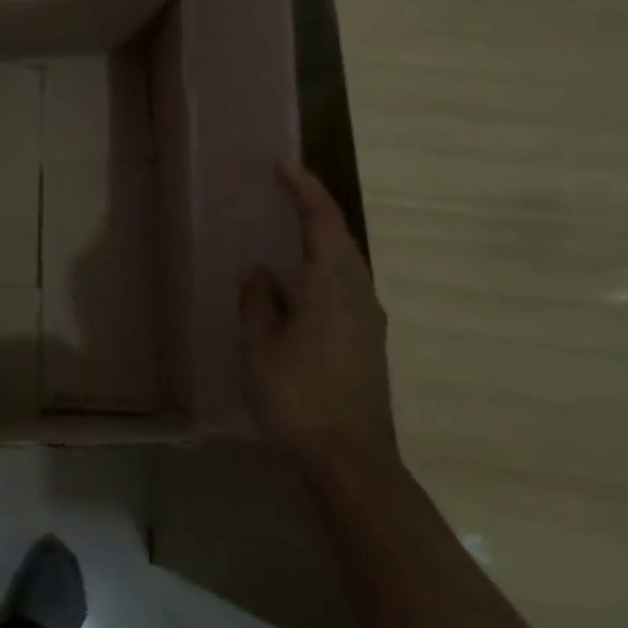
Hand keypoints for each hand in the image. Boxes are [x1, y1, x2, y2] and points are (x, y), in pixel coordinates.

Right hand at [242, 163, 399, 472]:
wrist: (351, 460)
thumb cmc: (298, 395)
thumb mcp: (260, 345)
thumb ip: (258, 301)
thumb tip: (259, 273)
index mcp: (332, 286)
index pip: (322, 222)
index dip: (305, 190)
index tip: (283, 167)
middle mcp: (358, 294)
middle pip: (341, 238)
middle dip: (315, 211)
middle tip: (283, 193)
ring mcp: (369, 320)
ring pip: (348, 264)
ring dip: (322, 240)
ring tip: (289, 233)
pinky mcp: (369, 342)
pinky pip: (347, 286)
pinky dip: (326, 268)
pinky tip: (302, 285)